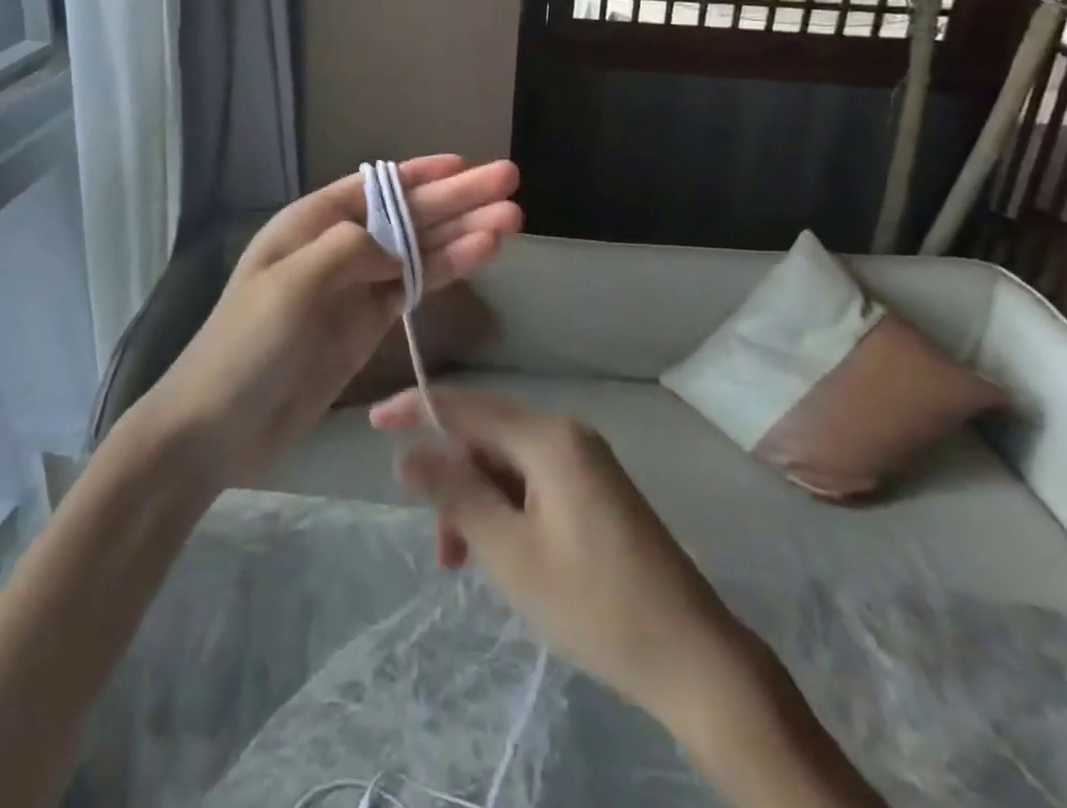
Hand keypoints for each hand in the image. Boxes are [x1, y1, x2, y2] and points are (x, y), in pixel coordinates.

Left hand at [141, 157, 520, 486]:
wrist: (219, 427)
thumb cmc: (247, 346)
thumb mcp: (291, 285)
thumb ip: (349, 250)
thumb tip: (399, 242)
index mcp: (310, 224)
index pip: (374, 187)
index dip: (421, 174)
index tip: (465, 164)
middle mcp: (337, 247)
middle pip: (407, 214)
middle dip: (456, 198)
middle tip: (509, 182)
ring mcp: (356, 287)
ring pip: (419, 249)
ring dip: (463, 232)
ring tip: (512, 219)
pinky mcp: (368, 324)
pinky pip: (414, 287)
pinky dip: (447, 270)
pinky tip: (482, 254)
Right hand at [370, 389, 739, 726]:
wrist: (694, 658)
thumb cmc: (594, 603)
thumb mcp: (510, 553)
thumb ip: (455, 494)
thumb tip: (408, 454)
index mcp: (548, 437)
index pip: (466, 407)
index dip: (416, 410)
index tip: (373, 423)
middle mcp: (567, 434)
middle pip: (486, 439)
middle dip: (453, 483)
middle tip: (441, 548)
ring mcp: (586, 461)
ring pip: (508, 465)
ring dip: (479, 505)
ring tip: (468, 565)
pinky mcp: (596, 490)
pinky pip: (533, 483)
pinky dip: (507, 511)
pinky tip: (504, 554)